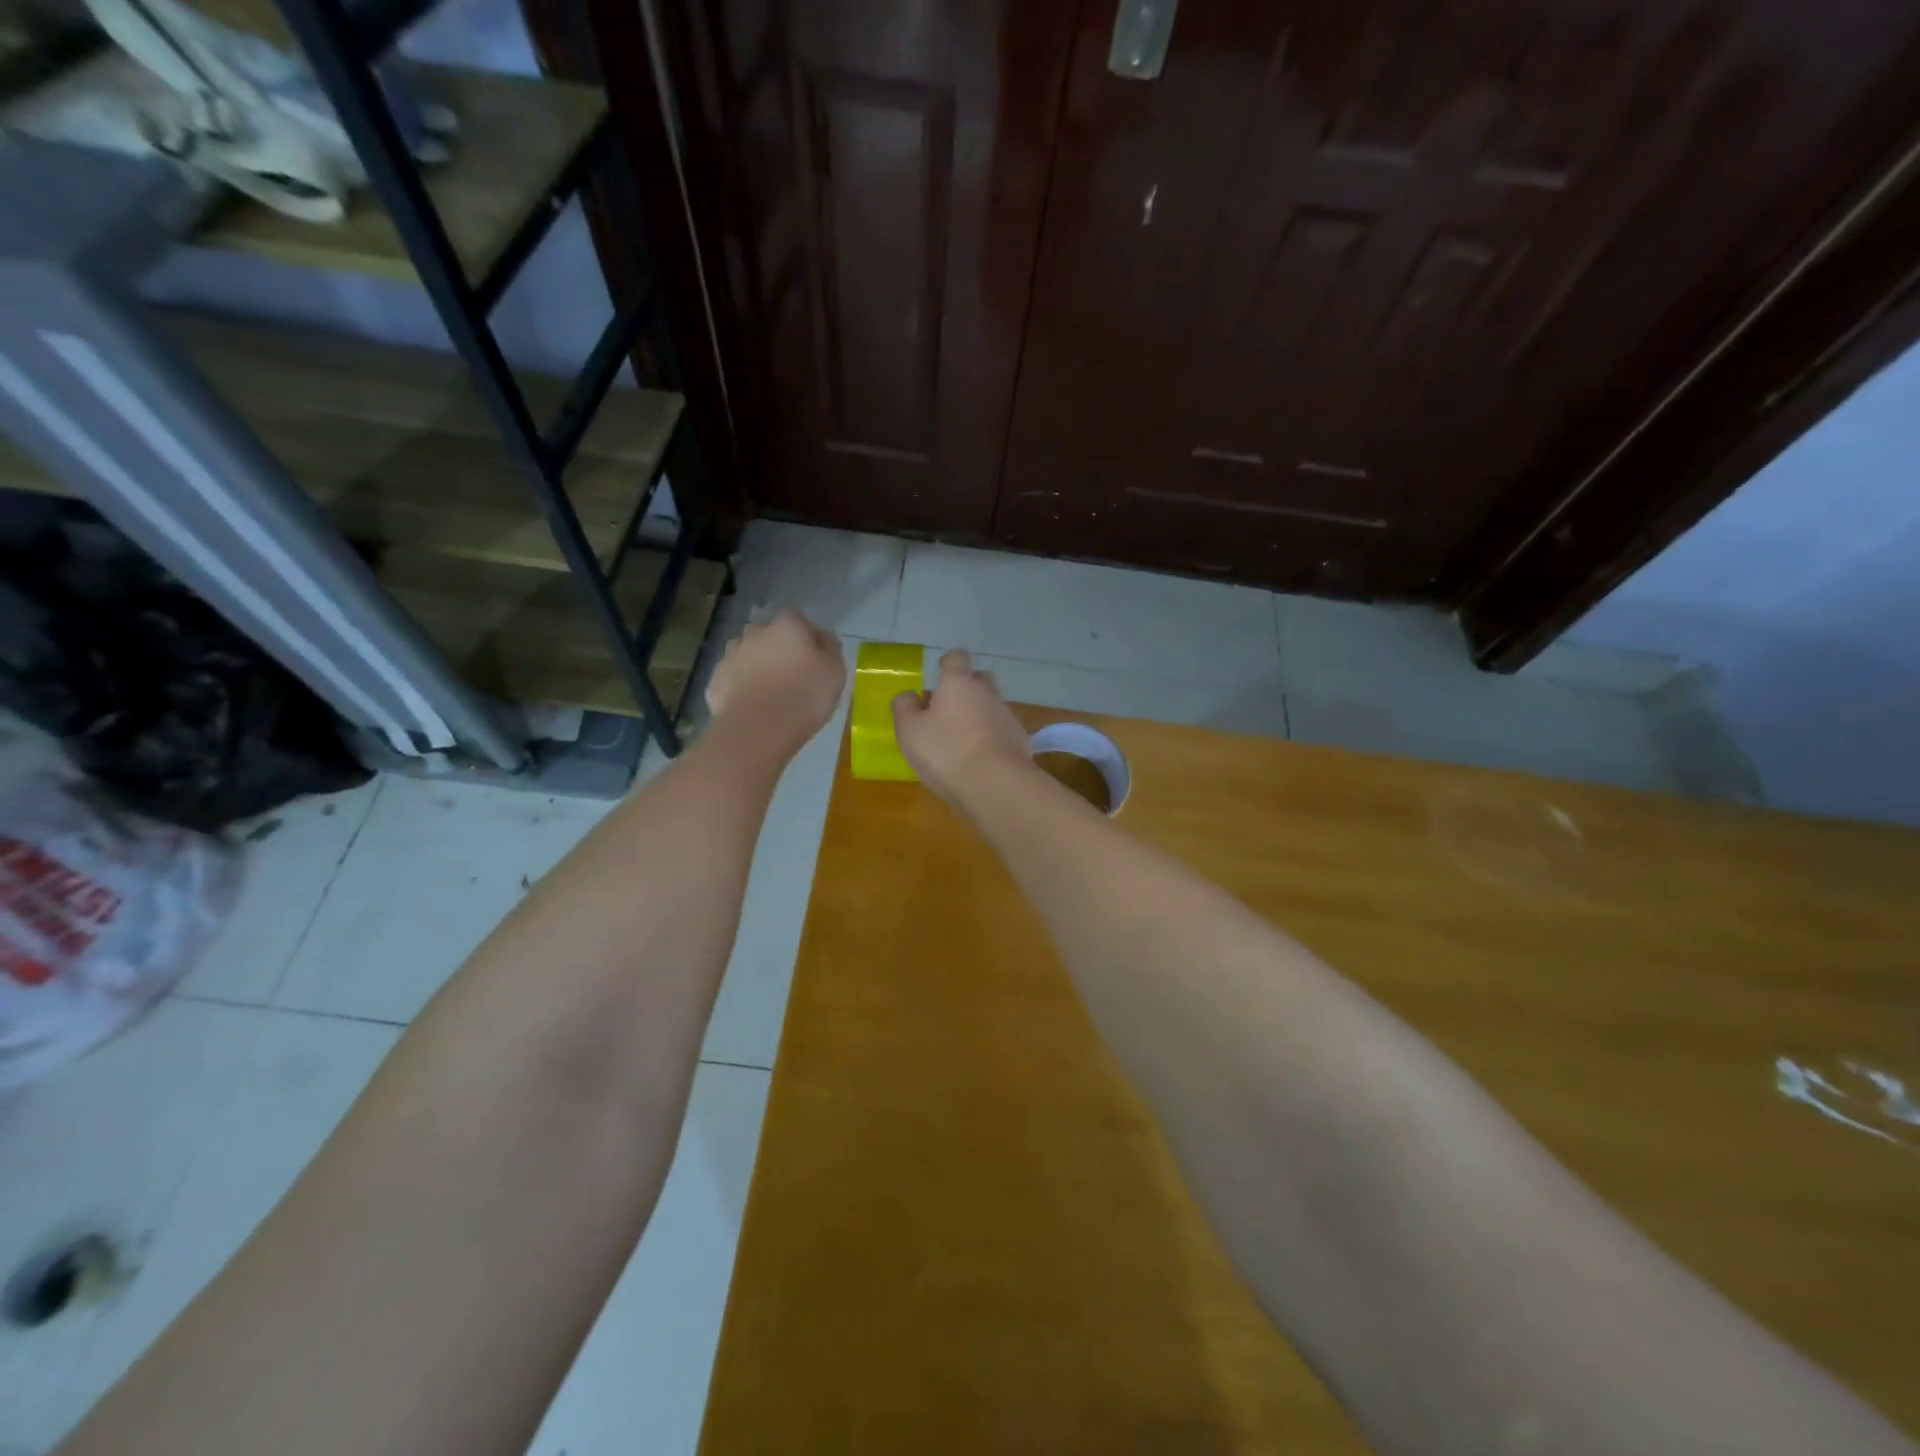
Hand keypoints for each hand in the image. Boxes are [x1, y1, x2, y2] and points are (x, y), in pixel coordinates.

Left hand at [705, 609, 845, 750]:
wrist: (758, 729)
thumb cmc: (804, 696)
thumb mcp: (835, 672)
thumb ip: (831, 649)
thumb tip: (823, 638)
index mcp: (786, 626)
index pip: (797, 618)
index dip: (806, 634)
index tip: (815, 655)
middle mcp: (754, 633)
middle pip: (768, 634)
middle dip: (778, 648)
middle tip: (792, 674)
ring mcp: (730, 656)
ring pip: (747, 654)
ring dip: (757, 665)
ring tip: (769, 692)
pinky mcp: (715, 682)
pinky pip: (733, 679)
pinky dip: (741, 687)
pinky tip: (752, 706)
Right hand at [891, 649, 1032, 805]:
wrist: (995, 785)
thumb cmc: (945, 752)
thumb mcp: (909, 731)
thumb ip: (905, 708)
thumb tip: (909, 695)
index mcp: (958, 684)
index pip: (957, 658)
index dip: (948, 663)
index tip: (940, 674)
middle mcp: (987, 693)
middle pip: (979, 680)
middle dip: (966, 690)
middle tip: (947, 711)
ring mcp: (1007, 717)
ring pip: (991, 707)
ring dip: (978, 717)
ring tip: (962, 743)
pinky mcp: (1021, 741)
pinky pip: (1002, 732)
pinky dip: (992, 740)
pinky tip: (981, 761)